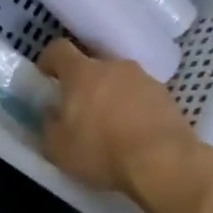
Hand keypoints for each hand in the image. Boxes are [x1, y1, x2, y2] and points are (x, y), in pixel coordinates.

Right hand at [37, 38, 200, 194]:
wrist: (165, 162)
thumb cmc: (102, 150)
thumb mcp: (58, 147)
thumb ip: (49, 124)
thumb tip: (51, 112)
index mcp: (81, 72)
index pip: (59, 49)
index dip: (49, 60)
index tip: (45, 75)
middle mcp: (113, 66)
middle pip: (92, 65)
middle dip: (84, 83)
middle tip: (80, 109)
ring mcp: (144, 79)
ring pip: (120, 80)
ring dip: (112, 95)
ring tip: (112, 125)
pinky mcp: (168, 97)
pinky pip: (143, 97)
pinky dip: (136, 109)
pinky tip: (136, 134)